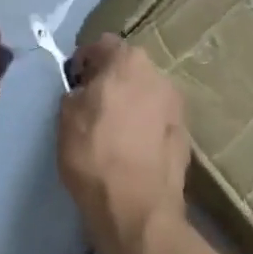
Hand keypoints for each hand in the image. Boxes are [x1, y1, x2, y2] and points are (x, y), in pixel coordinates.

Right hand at [57, 35, 188, 248]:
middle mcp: (158, 73)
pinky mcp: (186, 134)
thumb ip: (76, 91)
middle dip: (111, 79)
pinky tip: (134, 148)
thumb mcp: (66, 117)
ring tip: (115, 129)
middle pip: (128, 67)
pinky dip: (146, 126)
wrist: (138, 209)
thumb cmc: (95, 154)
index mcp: (128, 60)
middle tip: (93, 104)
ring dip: (132, 102)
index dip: (84, 60)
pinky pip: (158, 119)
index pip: (102, 44)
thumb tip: (85, 91)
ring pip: (146, 93)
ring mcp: (177, 104)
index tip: (74, 82)